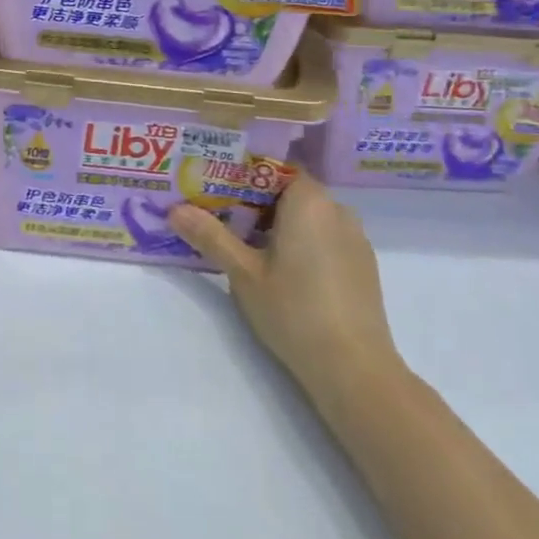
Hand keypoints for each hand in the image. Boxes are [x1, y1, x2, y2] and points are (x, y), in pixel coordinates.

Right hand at [170, 174, 403, 408]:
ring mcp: (355, 238)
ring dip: (281, 225)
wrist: (354, 368)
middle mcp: (337, 209)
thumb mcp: (243, 273)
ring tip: (249, 249)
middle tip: (223, 221)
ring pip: (310, 217)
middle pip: (291, 192)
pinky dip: (304, 244)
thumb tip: (175, 210)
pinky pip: (327, 238)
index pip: (274, 169)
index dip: (243, 177)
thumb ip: (211, 236)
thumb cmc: (294, 310)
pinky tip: (285, 273)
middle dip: (257, 204)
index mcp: (308, 200)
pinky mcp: (364, 265)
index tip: (216, 192)